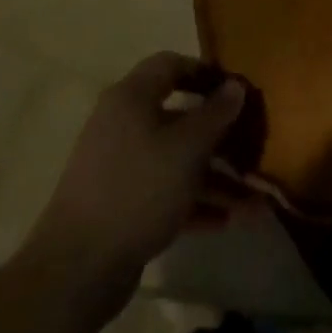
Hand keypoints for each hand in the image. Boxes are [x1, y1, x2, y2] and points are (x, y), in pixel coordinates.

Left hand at [26, 53, 250, 315]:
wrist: (77, 268)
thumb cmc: (138, 188)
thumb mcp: (187, 148)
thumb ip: (215, 114)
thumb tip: (235, 86)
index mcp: (132, 98)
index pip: (170, 65)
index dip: (205, 72)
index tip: (237, 90)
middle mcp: (123, 124)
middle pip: (179, 118)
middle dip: (220, 137)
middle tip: (252, 148)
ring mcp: (120, 166)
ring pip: (176, 160)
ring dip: (215, 178)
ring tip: (254, 203)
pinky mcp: (121, 204)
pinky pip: (165, 191)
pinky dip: (194, 202)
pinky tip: (226, 221)